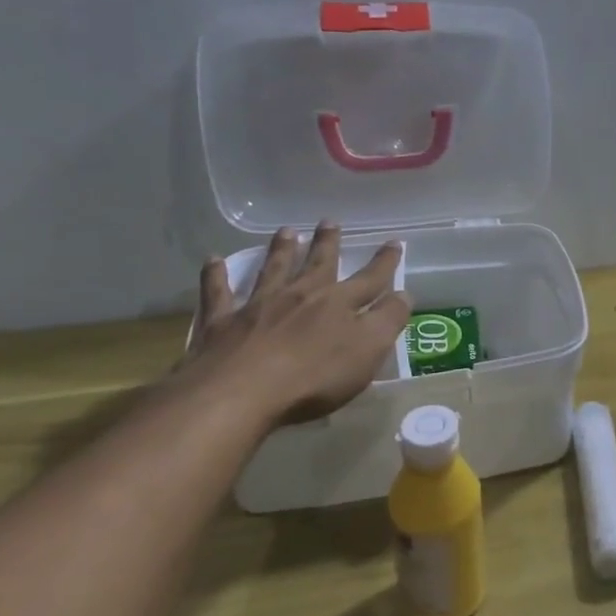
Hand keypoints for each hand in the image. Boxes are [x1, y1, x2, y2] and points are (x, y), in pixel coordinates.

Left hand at [177, 223, 411, 429]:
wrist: (240, 393)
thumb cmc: (313, 377)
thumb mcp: (367, 351)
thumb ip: (387, 320)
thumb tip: (403, 294)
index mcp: (338, 304)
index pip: (370, 279)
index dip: (385, 262)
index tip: (394, 242)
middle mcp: (300, 295)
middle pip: (318, 264)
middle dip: (327, 243)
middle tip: (329, 221)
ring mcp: (258, 306)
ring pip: (273, 270)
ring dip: (281, 250)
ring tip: (286, 231)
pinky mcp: (221, 323)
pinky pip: (218, 293)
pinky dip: (215, 275)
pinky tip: (213, 259)